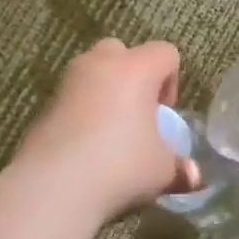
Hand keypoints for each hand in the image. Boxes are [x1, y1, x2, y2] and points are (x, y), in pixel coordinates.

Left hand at [13, 39, 200, 222]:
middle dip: (134, 77)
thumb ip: (180, 168)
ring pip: (92, 72)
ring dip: (106, 93)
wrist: (54, 187)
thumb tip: (194, 176)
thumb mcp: (163, 171)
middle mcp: (99, 65)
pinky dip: (82, 114)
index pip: (165, 52)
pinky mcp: (43, 107)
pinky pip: (72, 99)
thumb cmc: (122, 166)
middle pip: (122, 52)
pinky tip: (87, 149)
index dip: (172, 81)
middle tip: (139, 115)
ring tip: (113, 134)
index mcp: (135, 69)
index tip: (166, 115)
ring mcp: (66, 83)